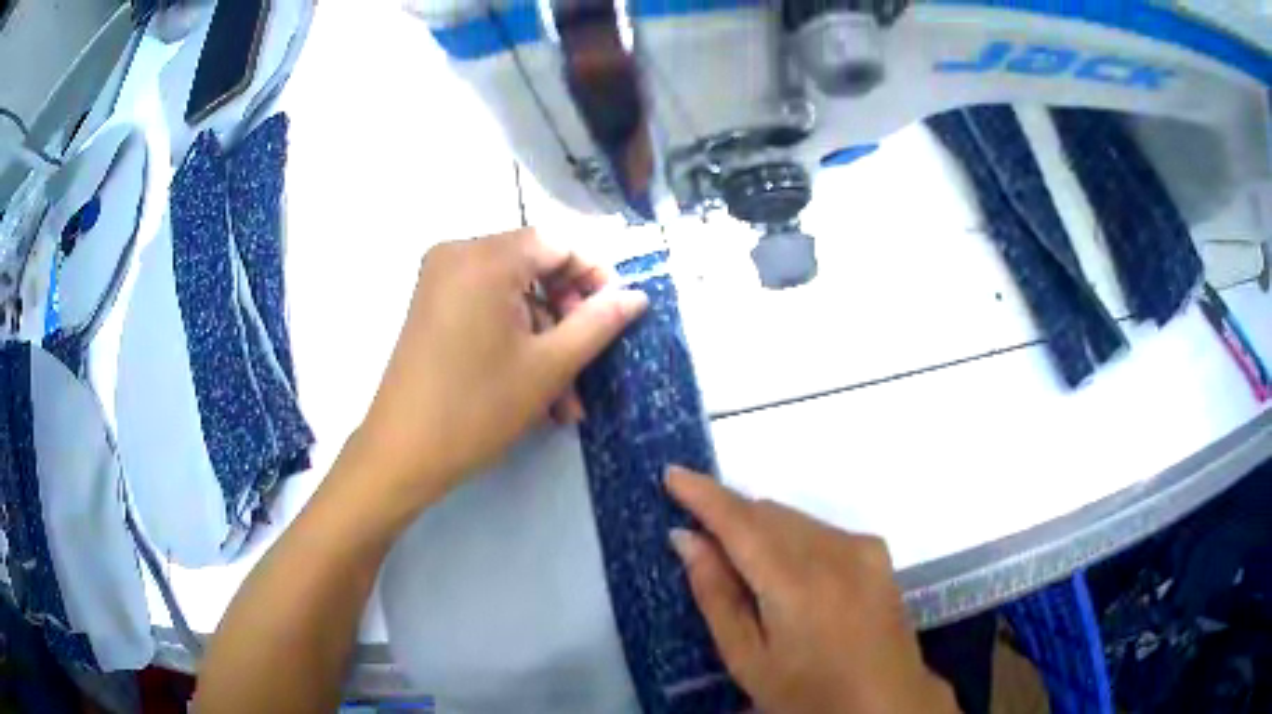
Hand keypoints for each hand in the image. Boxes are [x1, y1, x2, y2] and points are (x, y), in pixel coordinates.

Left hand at [352, 228, 647, 513]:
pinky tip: (535, 391)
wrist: (401, 453)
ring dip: (544, 342)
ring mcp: (439, 280)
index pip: (558, 245)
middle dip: (567, 319)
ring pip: (512, 296)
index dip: (593, 276)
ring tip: (566, 402)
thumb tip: (637, 295)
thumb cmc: (477, 407)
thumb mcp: (549, 366)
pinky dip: (513, 341)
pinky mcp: (431, 306)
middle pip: (534, 269)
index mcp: (486, 258)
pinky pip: (486, 309)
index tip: (616, 316)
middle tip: (589, 364)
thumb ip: (598, 322)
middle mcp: (458, 254)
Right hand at [666, 467, 957, 713]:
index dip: (703, 495)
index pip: (740, 522)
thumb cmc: (807, 693)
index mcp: (797, 582)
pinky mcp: (876, 551)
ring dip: (759, 526)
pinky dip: (791, 537)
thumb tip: (686, 539)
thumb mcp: (748, 659)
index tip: (672, 473)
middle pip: (768, 513)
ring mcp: (861, 546)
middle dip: (729, 514)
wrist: (887, 700)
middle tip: (698, 534)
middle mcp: (834, 550)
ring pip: (793, 518)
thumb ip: (716, 595)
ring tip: (740, 562)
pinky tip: (786, 572)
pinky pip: (819, 529)